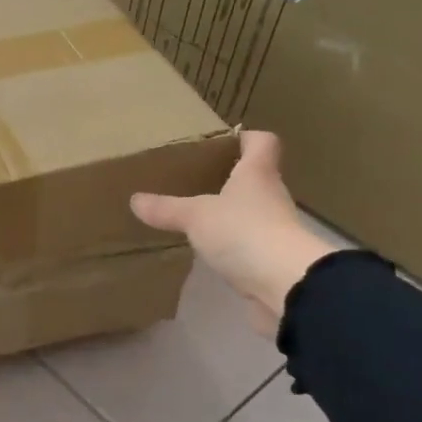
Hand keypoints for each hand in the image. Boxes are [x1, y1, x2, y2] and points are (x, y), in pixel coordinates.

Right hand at [131, 131, 336, 332]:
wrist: (286, 284)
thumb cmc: (243, 232)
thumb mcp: (195, 216)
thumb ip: (166, 208)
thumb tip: (135, 200)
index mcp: (258, 174)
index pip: (262, 142)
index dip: (245, 138)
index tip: (223, 141)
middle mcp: (271, 196)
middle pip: (254, 177)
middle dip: (228, 177)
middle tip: (195, 180)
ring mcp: (275, 229)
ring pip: (250, 211)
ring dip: (229, 213)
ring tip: (195, 216)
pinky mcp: (271, 259)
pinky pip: (247, 243)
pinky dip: (230, 244)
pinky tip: (207, 250)